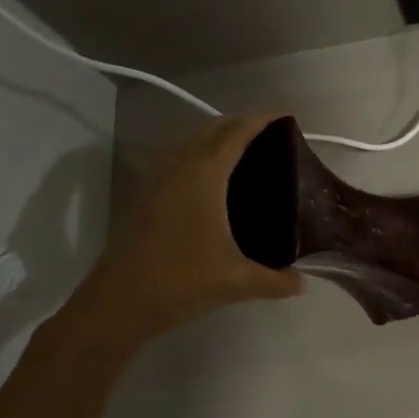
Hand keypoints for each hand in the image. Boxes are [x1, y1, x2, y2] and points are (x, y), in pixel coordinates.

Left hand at [64, 113, 302, 354]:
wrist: (117, 303)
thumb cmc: (180, 281)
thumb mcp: (236, 282)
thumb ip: (275, 280)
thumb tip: (301, 283)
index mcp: (204, 176)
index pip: (236, 134)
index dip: (261, 119)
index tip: (285, 113)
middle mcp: (179, 168)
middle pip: (212, 130)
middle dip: (241, 124)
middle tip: (271, 134)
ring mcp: (157, 181)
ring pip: (190, 143)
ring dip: (217, 137)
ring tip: (244, 151)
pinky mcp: (145, 197)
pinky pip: (177, 160)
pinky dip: (198, 155)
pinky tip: (210, 181)